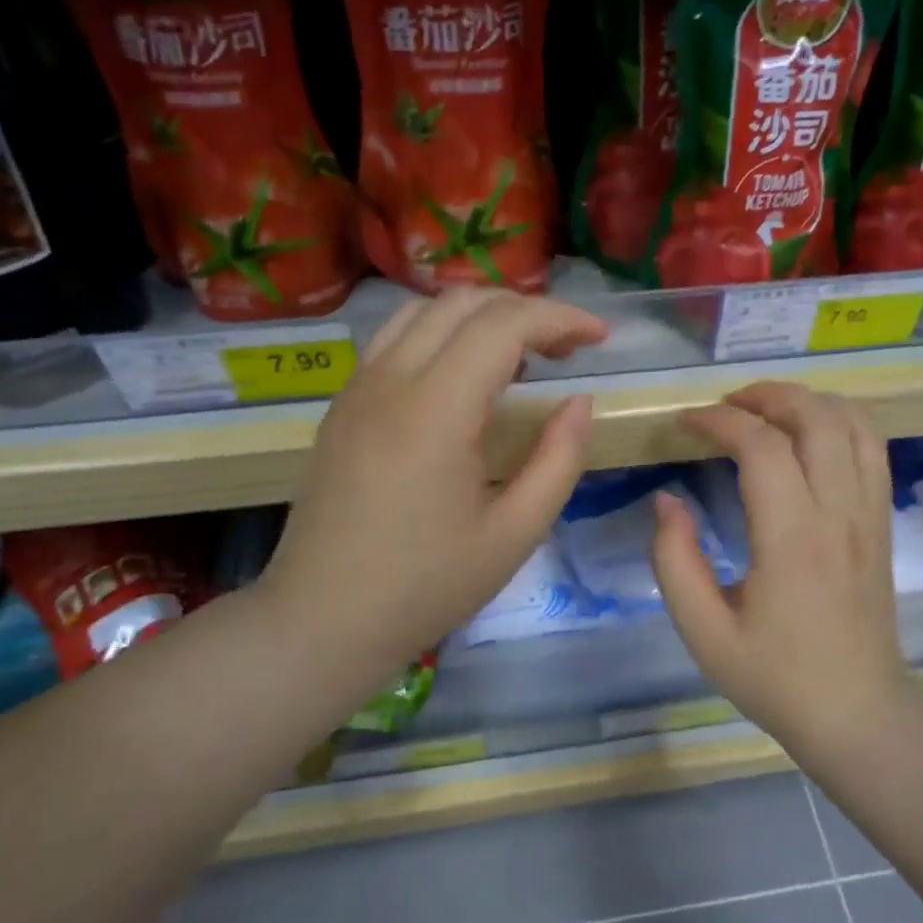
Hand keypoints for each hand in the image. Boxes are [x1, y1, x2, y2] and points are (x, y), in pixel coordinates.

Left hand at [258, 288, 606, 690]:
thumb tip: (579, 402)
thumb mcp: (514, 534)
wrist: (322, 619)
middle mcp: (389, 381)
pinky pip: (395, 340)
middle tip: (567, 348)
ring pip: (423, 311)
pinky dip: (441, 335)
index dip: (560, 318)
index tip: (599, 339)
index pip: (503, 325)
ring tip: (520, 357)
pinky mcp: (342, 406)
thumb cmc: (425, 587)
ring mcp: (357, 389)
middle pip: (463, 302)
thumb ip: (558, 461)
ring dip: (480, 316)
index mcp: (435, 410)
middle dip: (525, 309)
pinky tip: (465, 379)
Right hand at [651, 382, 908, 744]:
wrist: (857, 711)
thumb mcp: (703, 632)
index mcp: (791, 540)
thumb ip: (674, 561)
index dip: (719, 421)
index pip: (761, 446)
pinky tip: (810, 432)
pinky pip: (873, 449)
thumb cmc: (774, 677)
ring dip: (808, 402)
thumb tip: (666, 501)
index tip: (685, 423)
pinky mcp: (881, 523)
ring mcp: (868, 515)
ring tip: (766, 410)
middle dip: (766, 395)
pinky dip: (841, 421)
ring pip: (853, 424)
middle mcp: (838, 514)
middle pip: (816, 417)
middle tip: (725, 406)